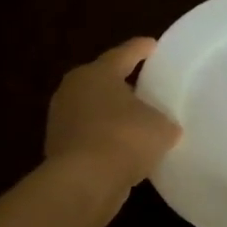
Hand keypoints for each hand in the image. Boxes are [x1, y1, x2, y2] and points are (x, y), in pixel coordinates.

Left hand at [46, 38, 181, 190]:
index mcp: (97, 73)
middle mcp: (73, 90)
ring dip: (113, 114)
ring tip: (138, 121)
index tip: (153, 45)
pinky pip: (90, 136)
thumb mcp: (161, 127)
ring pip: (94, 109)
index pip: (124, 54)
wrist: (84, 182)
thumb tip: (166, 127)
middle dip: (123, 83)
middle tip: (146, 86)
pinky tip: (124, 150)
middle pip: (103, 80)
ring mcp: (61, 119)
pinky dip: (105, 139)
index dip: (141, 49)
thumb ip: (165, 121)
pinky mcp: (59, 148)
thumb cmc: (124, 139)